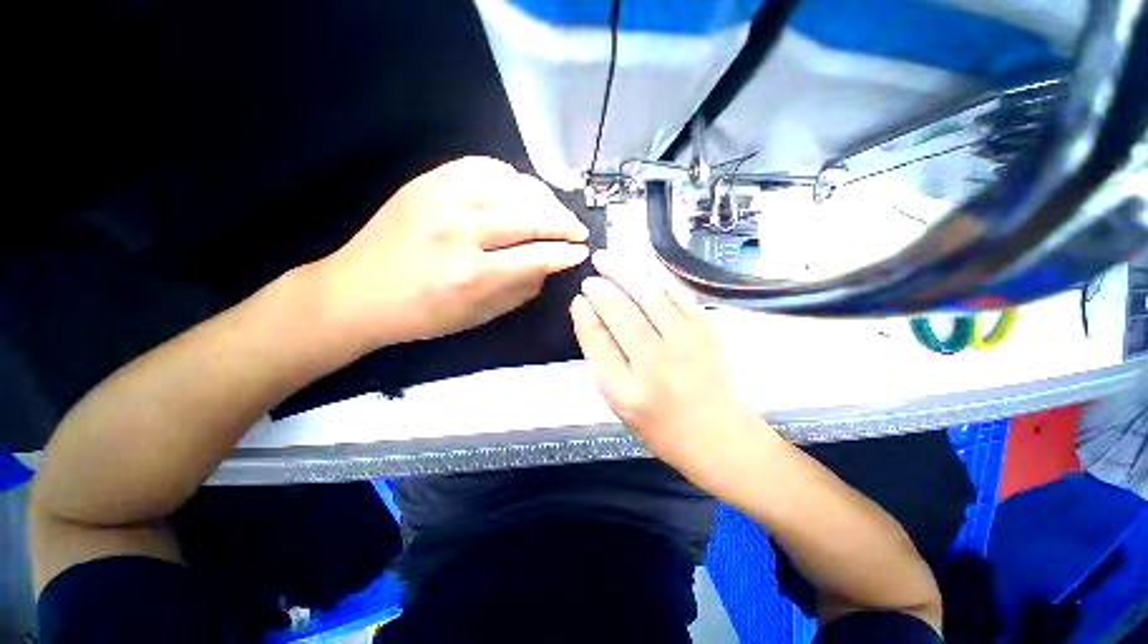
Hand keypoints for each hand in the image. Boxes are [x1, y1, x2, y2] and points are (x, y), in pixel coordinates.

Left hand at [316, 157, 588, 348]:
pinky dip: (510, 177)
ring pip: (512, 186)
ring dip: (543, 199)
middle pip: (530, 216)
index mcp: (473, 275)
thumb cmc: (423, 315)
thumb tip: (551, 265)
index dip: (566, 253)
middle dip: (564, 223)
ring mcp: (441, 199)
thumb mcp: (480, 316)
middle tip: (578, 231)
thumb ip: (521, 289)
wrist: (357, 292)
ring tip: (554, 212)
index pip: (538, 256)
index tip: (582, 252)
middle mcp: (461, 231)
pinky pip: (482, 165)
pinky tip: (521, 191)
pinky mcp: (427, 181)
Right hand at [570, 250, 767, 480]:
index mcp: (626, 390)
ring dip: (624, 271)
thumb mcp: (618, 400)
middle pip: (621, 312)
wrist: (716, 433)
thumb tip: (587, 313)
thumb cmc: (658, 423)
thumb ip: (601, 357)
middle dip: (601, 288)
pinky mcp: (706, 329)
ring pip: (649, 295)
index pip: (597, 340)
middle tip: (591, 275)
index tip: (578, 298)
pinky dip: (655, 275)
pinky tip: (640, 265)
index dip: (584, 314)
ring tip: (607, 258)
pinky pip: (676, 293)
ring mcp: (685, 343)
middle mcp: (655, 363)